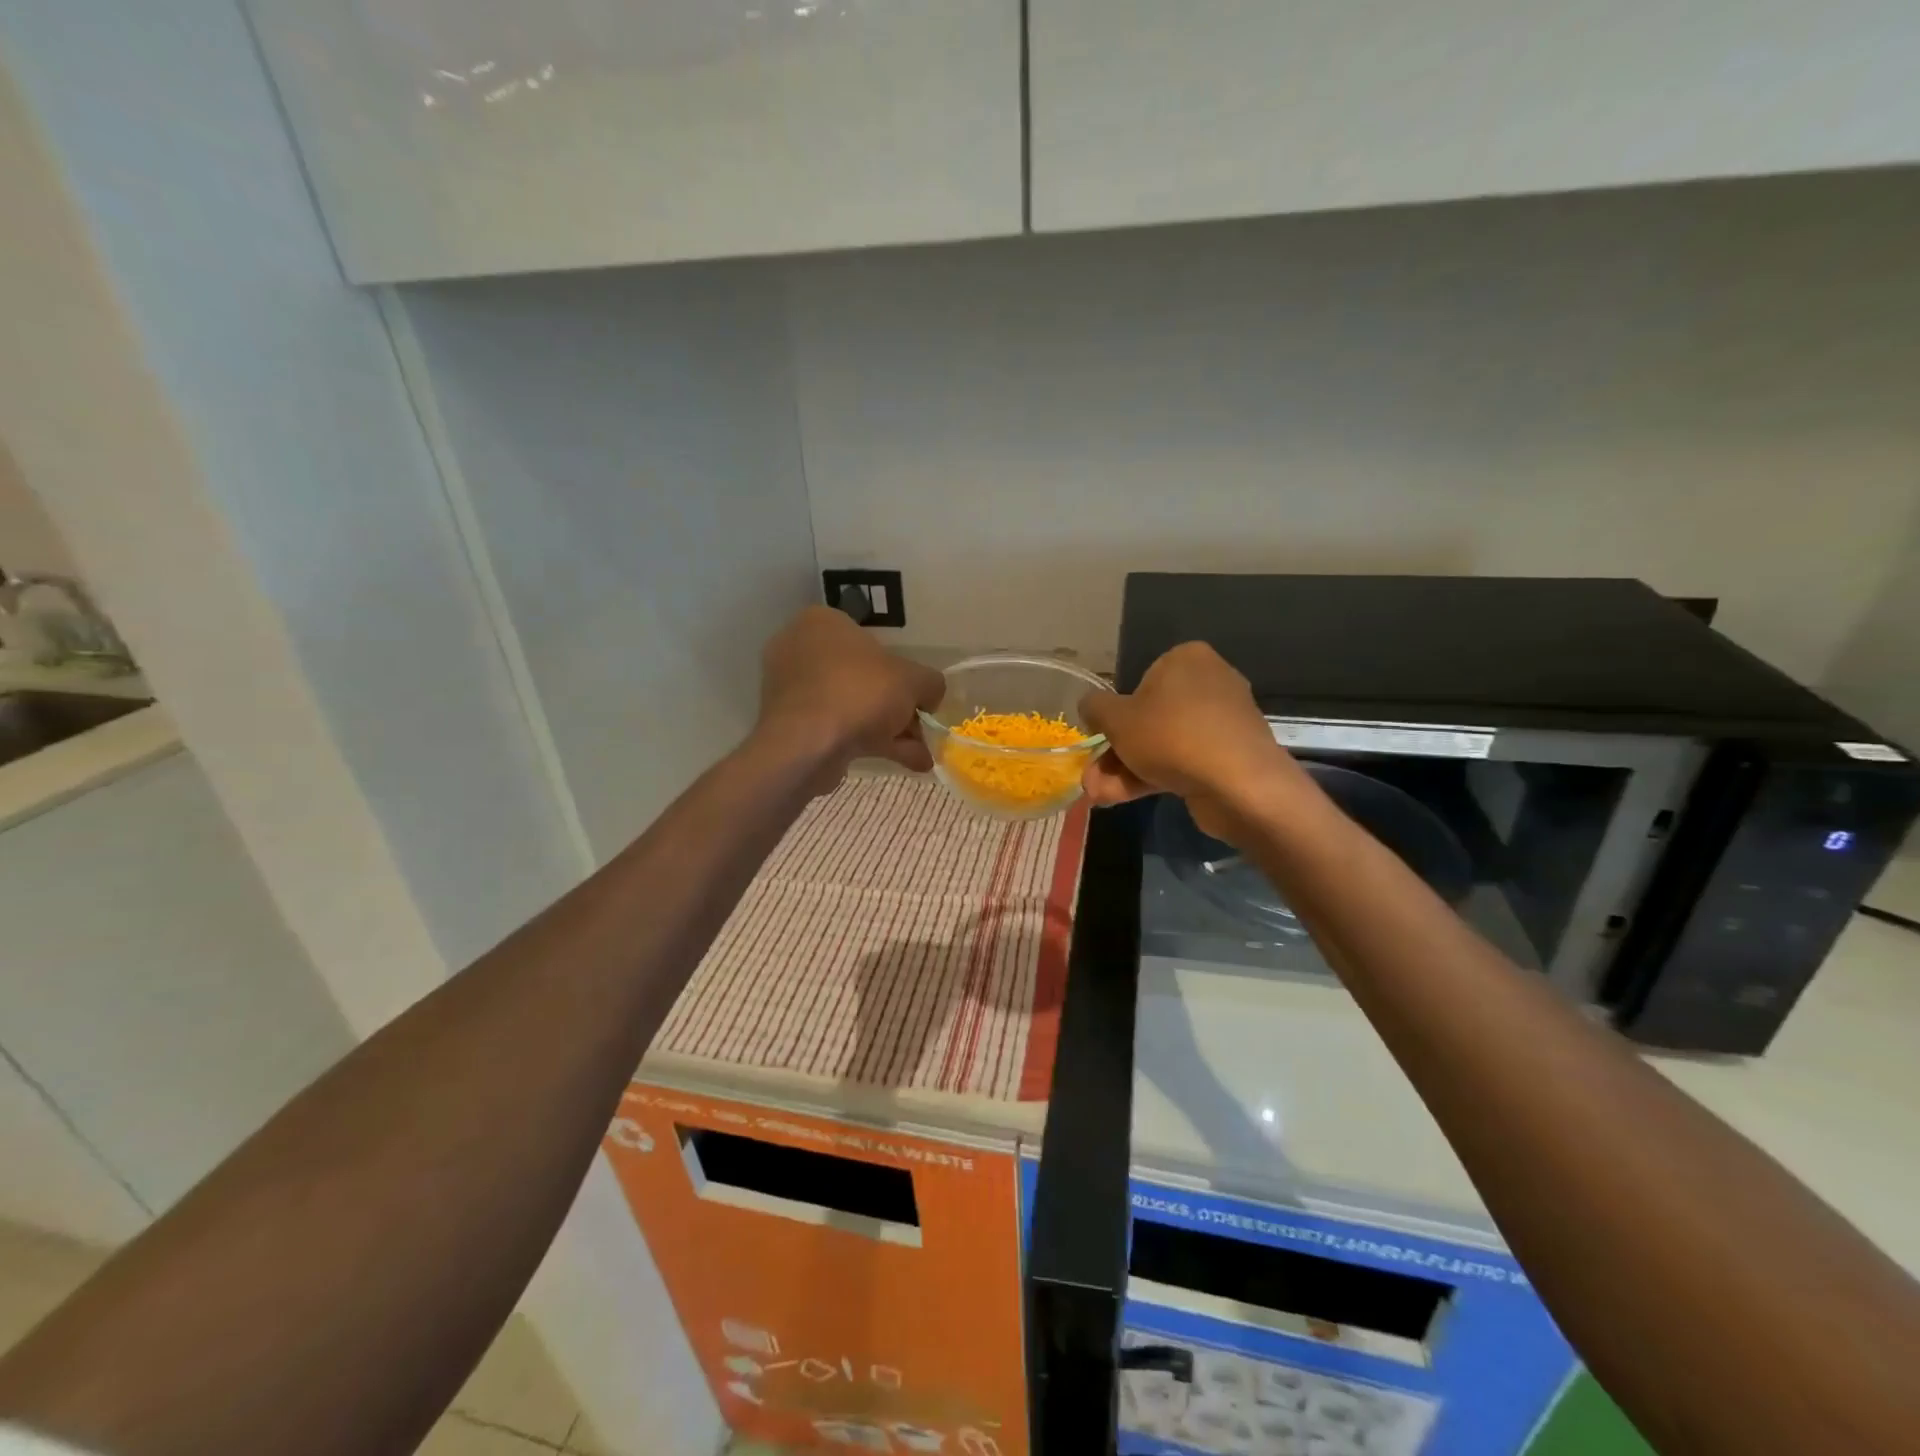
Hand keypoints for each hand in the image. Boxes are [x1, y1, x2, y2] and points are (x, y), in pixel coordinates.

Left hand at [757, 607, 945, 780]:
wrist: (808, 744)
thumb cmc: (860, 692)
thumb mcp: (913, 680)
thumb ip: (930, 683)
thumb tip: (931, 696)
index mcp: (823, 622)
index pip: (871, 639)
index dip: (902, 668)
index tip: (918, 695)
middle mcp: (801, 649)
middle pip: (863, 677)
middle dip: (896, 706)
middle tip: (920, 727)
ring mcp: (793, 690)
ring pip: (852, 705)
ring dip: (889, 729)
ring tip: (920, 755)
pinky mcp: (791, 725)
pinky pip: (838, 727)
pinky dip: (869, 742)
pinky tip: (905, 762)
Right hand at [1079, 642, 1307, 842]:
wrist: (1238, 784)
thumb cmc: (1171, 735)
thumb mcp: (1116, 718)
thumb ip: (1095, 708)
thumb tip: (1089, 706)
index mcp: (1186, 659)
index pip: (1141, 680)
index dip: (1116, 713)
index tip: (1100, 737)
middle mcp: (1209, 682)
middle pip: (1149, 718)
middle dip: (1116, 752)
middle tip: (1093, 776)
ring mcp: (1222, 722)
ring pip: (1162, 744)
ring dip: (1126, 770)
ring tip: (1098, 795)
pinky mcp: (1229, 755)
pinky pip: (1183, 761)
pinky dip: (1153, 777)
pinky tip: (1120, 799)